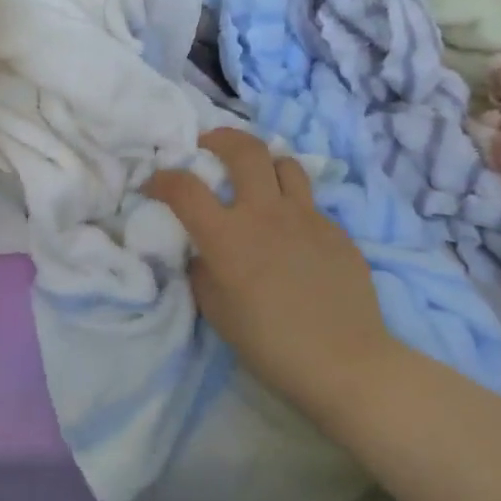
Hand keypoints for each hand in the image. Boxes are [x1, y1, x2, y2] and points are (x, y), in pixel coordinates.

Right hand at [145, 129, 396, 422]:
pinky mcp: (336, 230)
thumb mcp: (217, 311)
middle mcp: (266, 213)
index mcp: (228, 236)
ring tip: (256, 179)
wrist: (345, 362)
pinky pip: (309, 203)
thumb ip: (203, 270)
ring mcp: (307, 217)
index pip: (184, 188)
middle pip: (244, 149)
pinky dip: (291, 206)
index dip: (162, 179)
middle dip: (220, 139)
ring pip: (285, 164)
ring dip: (264, 164)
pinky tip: (291, 234)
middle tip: (209, 147)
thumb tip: (204, 251)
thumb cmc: (270, 344)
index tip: (154, 185)